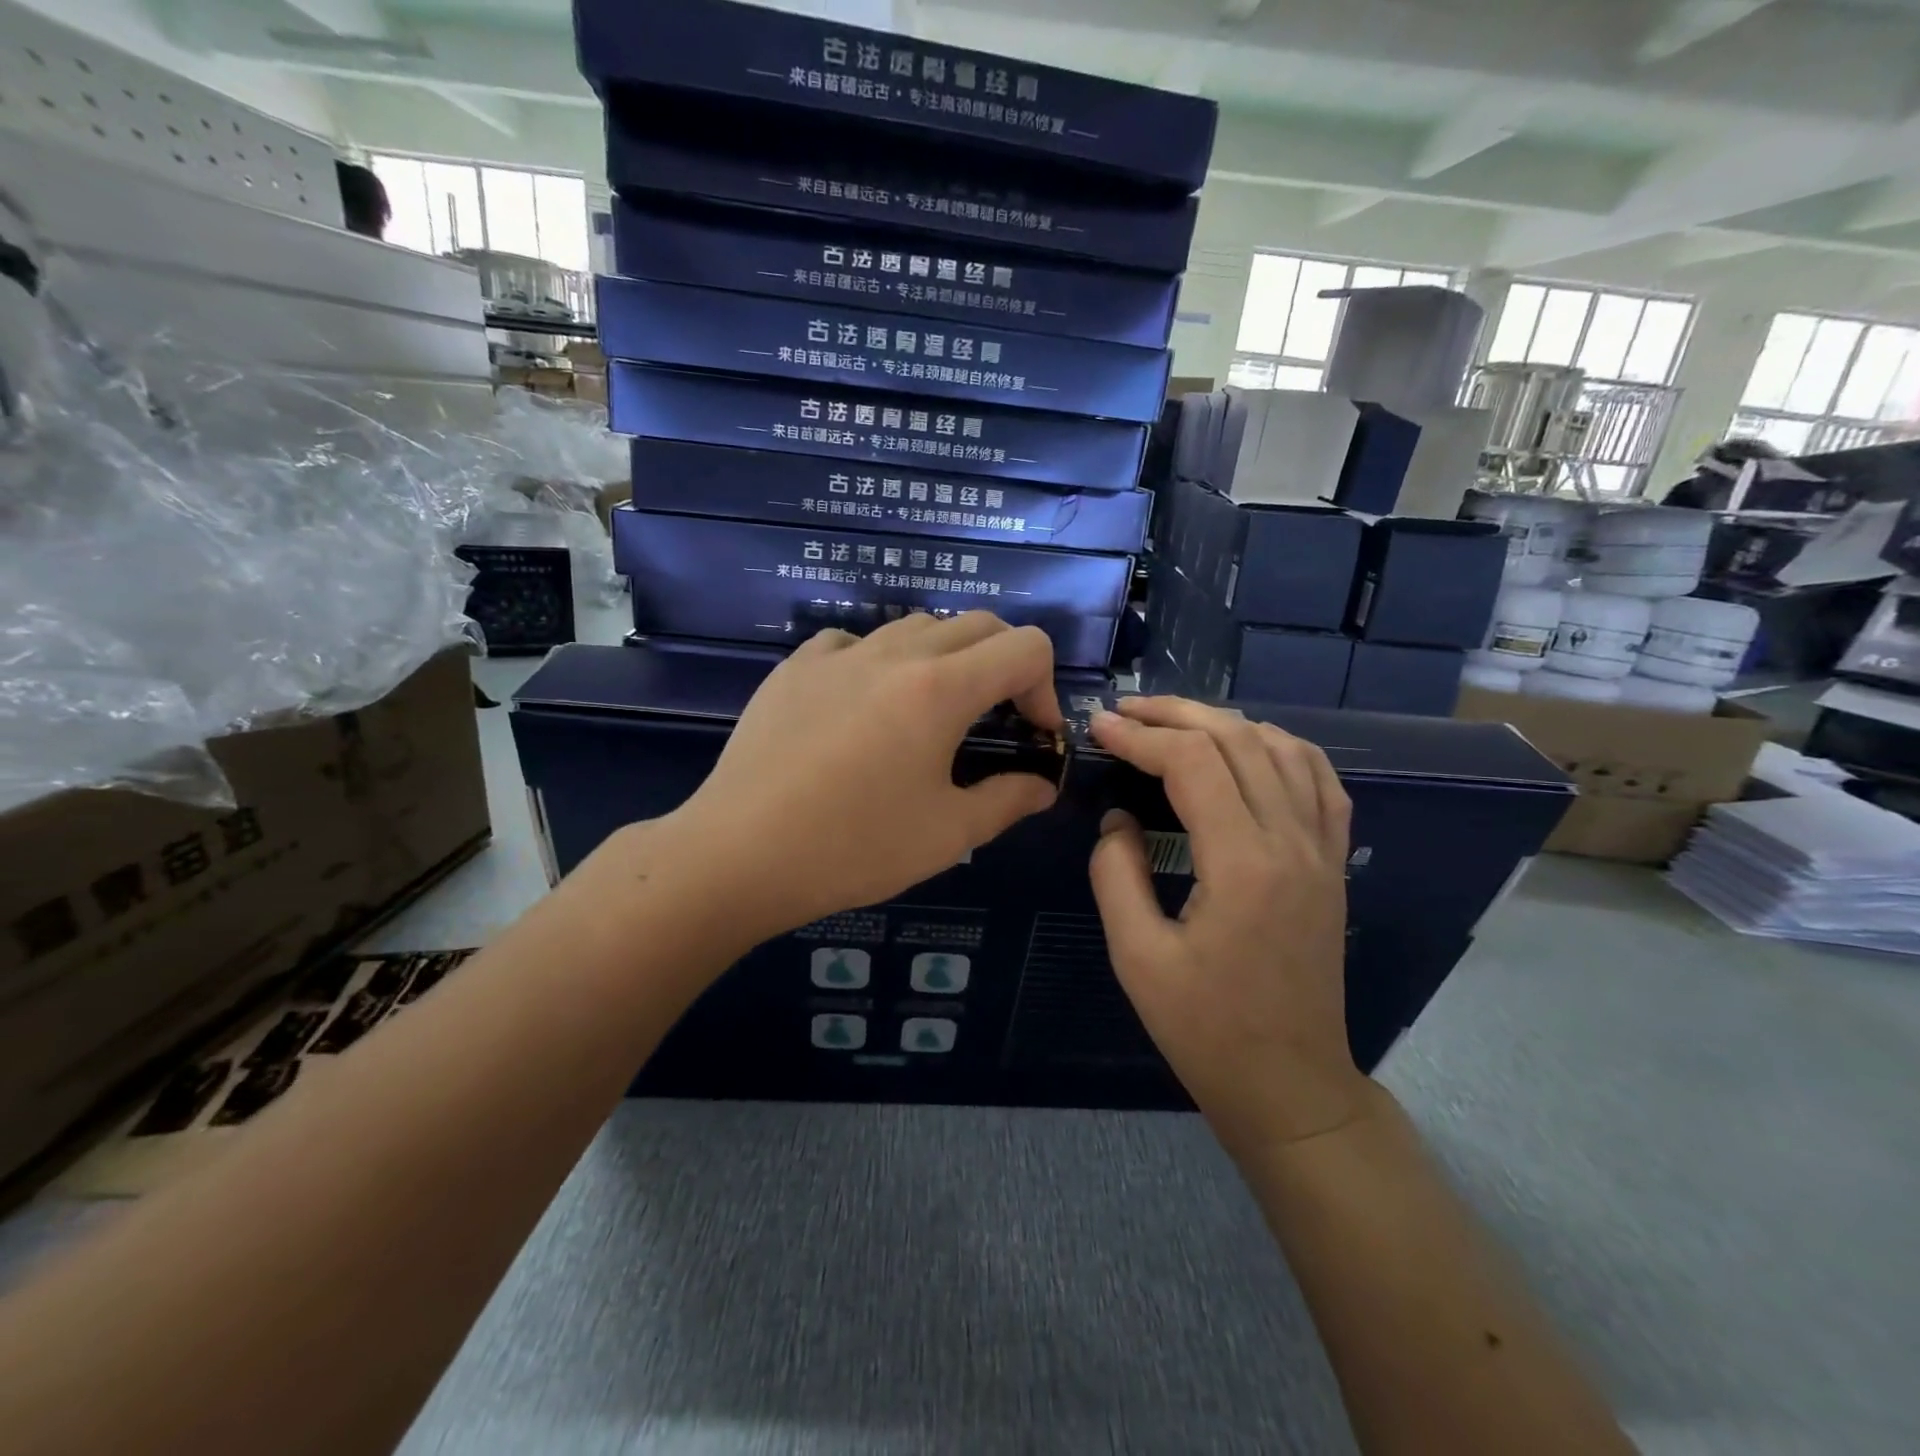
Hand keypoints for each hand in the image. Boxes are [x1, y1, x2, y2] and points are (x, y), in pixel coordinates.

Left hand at [647, 613, 1062, 942]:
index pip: (1026, 647)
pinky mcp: (796, 666)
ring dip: (946, 658)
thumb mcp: (947, 834)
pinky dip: (881, 662)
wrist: (739, 854)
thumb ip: (1008, 800)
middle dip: (1005, 665)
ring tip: (931, 713)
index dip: (1045, 687)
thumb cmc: (853, 847)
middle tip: (994, 720)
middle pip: (978, 625)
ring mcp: (838, 654)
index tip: (1030, 735)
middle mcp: (894, 653)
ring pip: (917, 626)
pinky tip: (864, 707)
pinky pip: (856, 641)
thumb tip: (1041, 786)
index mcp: (940, 688)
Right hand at [1086, 697, 1375, 1152]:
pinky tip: (1250, 745)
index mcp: (1244, 865)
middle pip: (1239, 740)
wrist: (1289, 1083)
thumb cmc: (1206, 1029)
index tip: (1099, 728)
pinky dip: (1281, 746)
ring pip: (1283, 748)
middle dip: (1176, 715)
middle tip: (1125, 712)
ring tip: (1174, 723)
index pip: (1193, 764)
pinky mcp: (1332, 862)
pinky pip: (1320, 780)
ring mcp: (1322, 850)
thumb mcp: (1137, 958)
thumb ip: (1116, 875)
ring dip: (1225, 722)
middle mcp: (1292, 842)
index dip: (1140, 737)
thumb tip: (1118, 820)